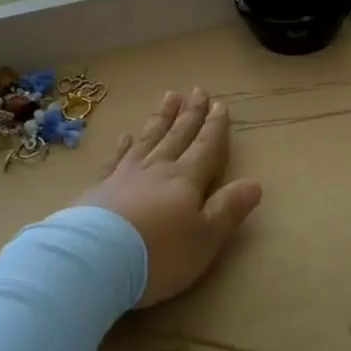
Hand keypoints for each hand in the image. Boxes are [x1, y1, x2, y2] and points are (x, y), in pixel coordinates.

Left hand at [76, 88, 261, 306]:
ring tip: (168, 97)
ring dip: (160, 119)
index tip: (220, 105)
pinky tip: (125, 135)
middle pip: (177, 136)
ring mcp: (124, 175)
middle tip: (196, 90)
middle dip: (190, 114)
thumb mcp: (205, 238)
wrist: (95, 260)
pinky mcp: (98, 189)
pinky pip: (114, 159)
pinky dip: (122, 146)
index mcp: (186, 180)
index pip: (206, 147)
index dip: (215, 127)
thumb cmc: (159, 254)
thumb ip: (228, 209)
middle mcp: (156, 169)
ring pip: (148, 139)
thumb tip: (255, 183)